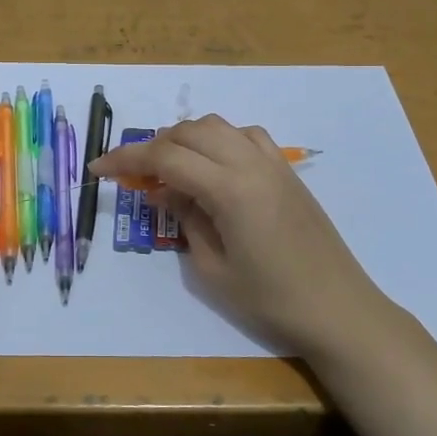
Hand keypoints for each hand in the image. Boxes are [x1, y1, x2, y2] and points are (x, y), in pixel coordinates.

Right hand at [89, 116, 402, 359]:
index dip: (126, 158)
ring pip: (218, 126)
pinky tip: (213, 167)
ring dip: (186, 138)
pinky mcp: (288, 172)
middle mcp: (251, 163)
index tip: (98, 167)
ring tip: (170, 168)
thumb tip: (164, 192)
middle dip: (154, 145)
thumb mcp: (212, 269)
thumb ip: (185, 220)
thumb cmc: (271, 300)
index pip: (166, 157)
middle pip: (190, 131)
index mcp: (229, 189)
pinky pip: (246, 136)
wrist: (338, 309)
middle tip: (134, 174)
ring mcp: (274, 164)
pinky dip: (219, 140)